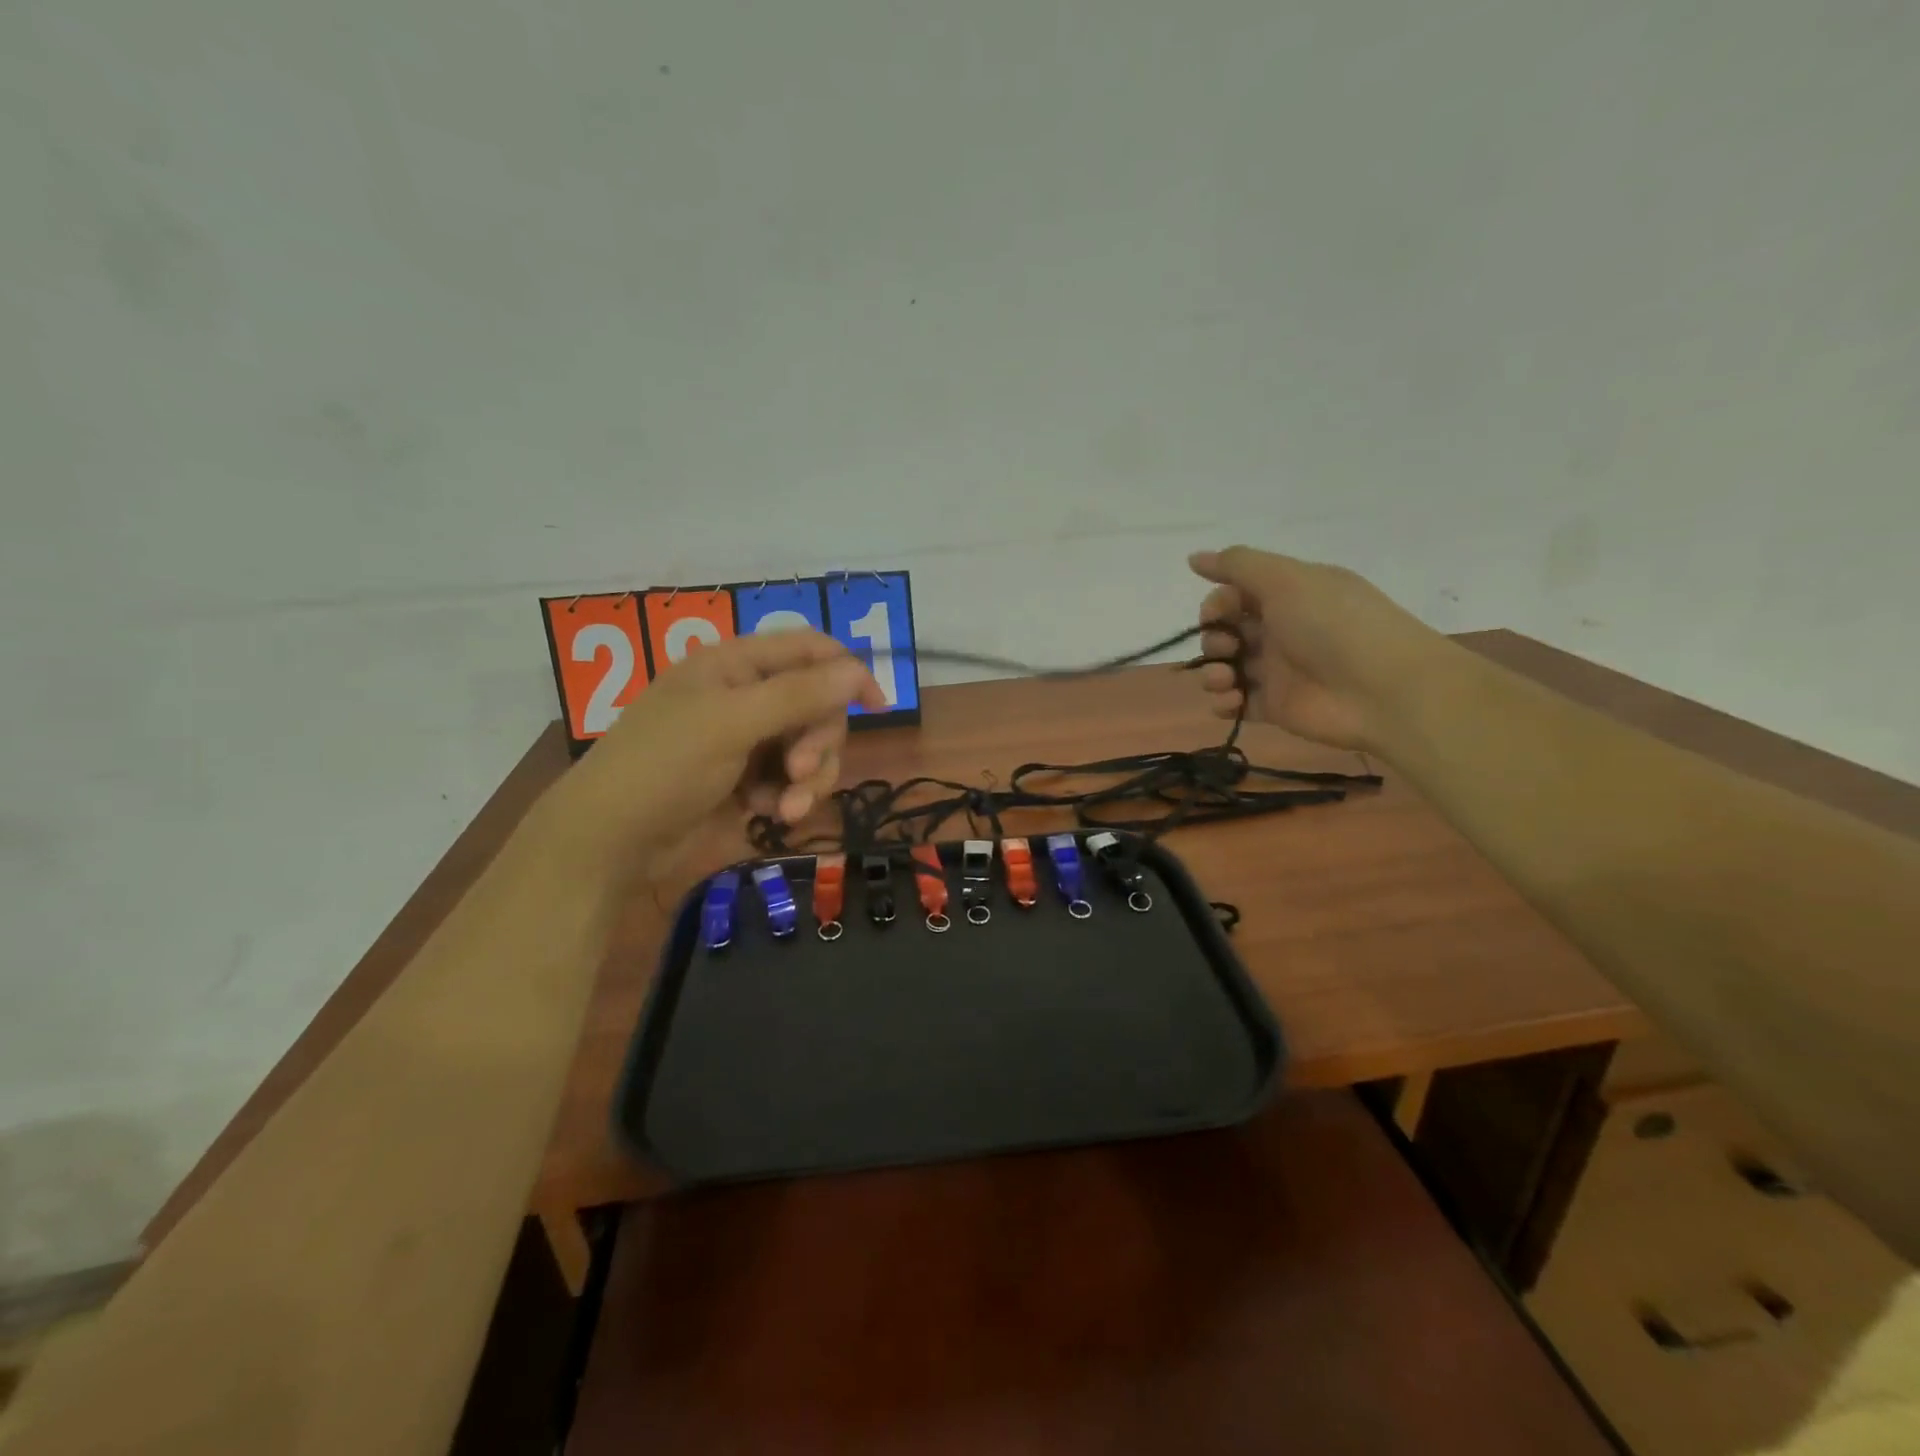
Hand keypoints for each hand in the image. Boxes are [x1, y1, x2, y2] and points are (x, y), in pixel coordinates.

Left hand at [545, 629, 884, 870]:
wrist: (610, 841)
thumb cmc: (664, 767)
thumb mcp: (732, 724)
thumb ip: (798, 696)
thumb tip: (858, 670)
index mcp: (734, 664)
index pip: (808, 649)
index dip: (847, 671)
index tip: (878, 706)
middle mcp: (744, 695)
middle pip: (816, 704)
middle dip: (818, 741)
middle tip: (800, 771)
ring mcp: (745, 739)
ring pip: (809, 747)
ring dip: (808, 779)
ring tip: (786, 809)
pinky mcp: (745, 779)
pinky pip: (790, 779)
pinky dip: (787, 797)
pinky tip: (766, 816)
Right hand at [1190, 546, 1445, 752]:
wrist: (1382, 689)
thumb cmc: (1333, 624)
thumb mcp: (1287, 579)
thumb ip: (1237, 565)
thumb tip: (1193, 557)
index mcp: (1289, 596)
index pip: (1236, 595)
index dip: (1217, 604)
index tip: (1216, 614)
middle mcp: (1281, 631)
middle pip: (1226, 632)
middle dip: (1212, 639)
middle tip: (1226, 648)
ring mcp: (1278, 671)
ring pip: (1226, 668)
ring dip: (1212, 672)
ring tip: (1225, 680)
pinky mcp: (1276, 707)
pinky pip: (1237, 704)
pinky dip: (1224, 703)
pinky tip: (1231, 700)